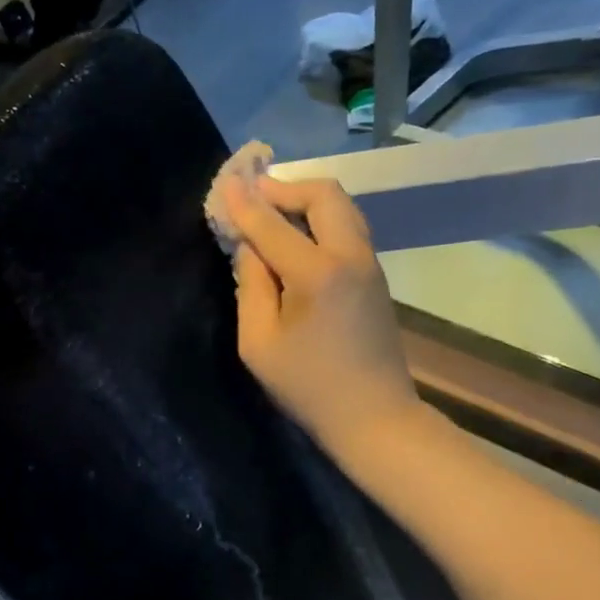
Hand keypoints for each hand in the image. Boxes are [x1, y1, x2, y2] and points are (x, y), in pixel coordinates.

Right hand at [222, 174, 420, 458]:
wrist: (375, 416)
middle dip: (285, 188)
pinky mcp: (375, 277)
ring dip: (305, 201)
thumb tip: (250, 248)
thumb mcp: (260, 344)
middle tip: (254, 196)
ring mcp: (369, 264)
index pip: (273, 225)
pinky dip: (320, 220)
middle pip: (324, 194)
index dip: (244, 203)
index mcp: (318, 274)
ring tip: (272, 213)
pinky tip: (297, 238)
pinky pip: (348, 228)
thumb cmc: (309, 387)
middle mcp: (350, 257)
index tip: (225, 182)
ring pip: (342, 207)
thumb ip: (251, 286)